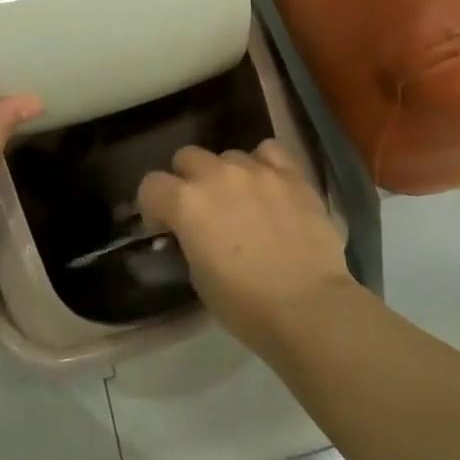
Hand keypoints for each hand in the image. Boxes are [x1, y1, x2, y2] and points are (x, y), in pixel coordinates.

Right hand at [137, 141, 353, 356]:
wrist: (308, 306)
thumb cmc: (245, 304)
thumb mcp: (198, 277)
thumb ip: (189, 240)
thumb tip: (193, 232)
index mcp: (186, 203)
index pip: (151, 185)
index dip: (154, 207)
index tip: (166, 228)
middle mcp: (217, 175)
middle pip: (187, 157)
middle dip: (187, 180)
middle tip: (203, 211)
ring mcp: (257, 170)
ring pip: (228, 156)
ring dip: (227, 176)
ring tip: (243, 202)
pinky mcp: (292, 175)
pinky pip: (269, 152)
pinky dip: (263, 164)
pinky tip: (270, 185)